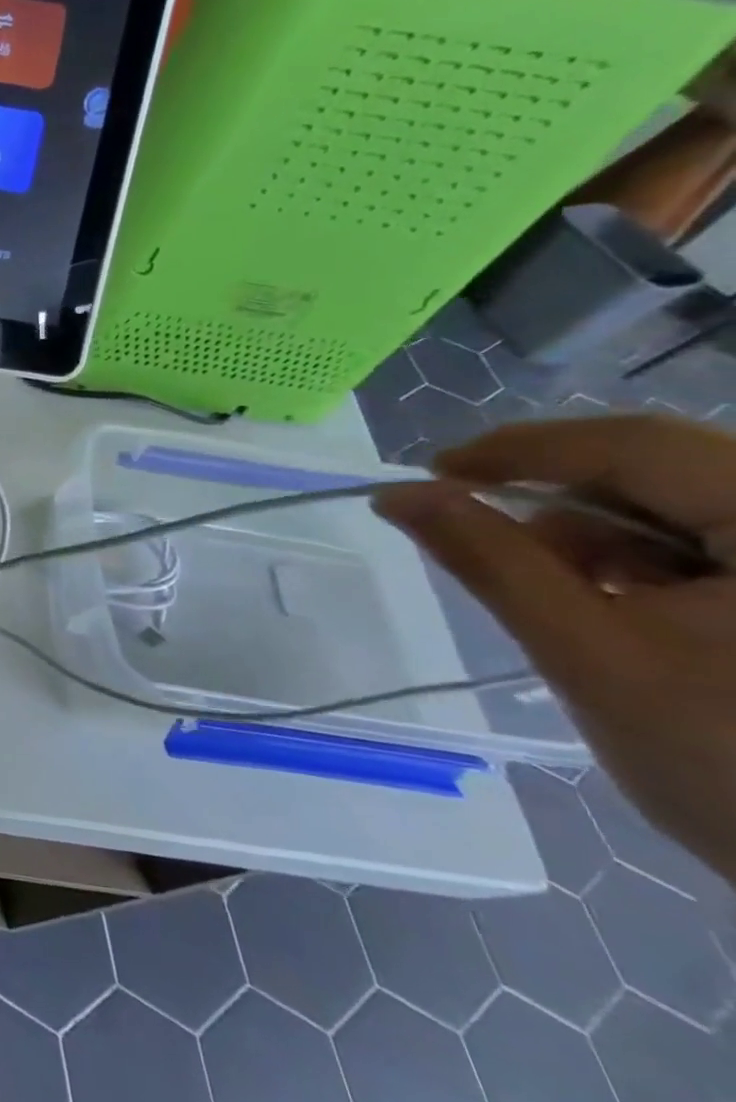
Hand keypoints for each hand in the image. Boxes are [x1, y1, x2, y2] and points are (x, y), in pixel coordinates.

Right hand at [375, 415, 735, 884]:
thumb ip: (491, 562)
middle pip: (669, 469)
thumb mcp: (589, 656)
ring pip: (694, 504)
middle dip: (564, 504)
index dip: (521, 448)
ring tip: (573, 599)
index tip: (432, 473)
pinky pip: (725, 541)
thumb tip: (398, 496)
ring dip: (610, 538)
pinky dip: (658, 563)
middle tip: (485, 540)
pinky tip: (635, 609)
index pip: (638, 445)